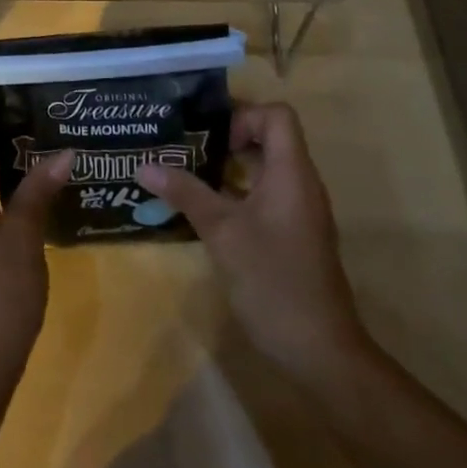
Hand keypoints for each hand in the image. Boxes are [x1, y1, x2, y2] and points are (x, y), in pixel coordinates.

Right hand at [137, 101, 369, 390]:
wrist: (321, 352)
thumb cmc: (273, 280)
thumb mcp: (222, 232)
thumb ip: (186, 193)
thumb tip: (145, 165)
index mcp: (292, 172)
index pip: (277, 115)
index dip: (243, 116)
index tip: (211, 138)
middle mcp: (301, 184)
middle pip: (270, 137)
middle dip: (228, 137)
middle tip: (188, 148)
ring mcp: (300, 211)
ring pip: (267, 167)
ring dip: (230, 166)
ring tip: (188, 173)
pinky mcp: (294, 235)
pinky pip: (267, 194)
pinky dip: (239, 191)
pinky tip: (207, 210)